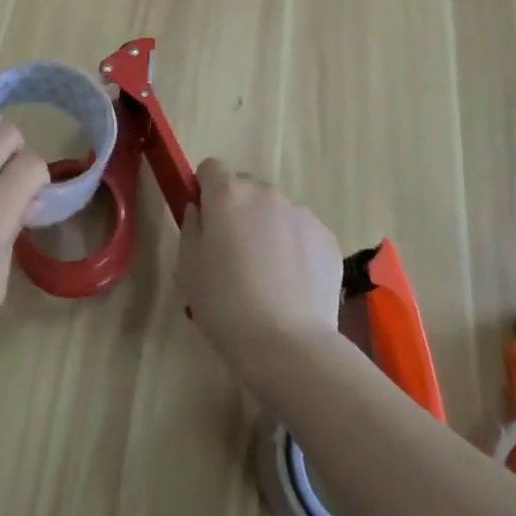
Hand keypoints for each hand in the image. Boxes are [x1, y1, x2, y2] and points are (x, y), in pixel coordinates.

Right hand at [177, 158, 343, 380]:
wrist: (290, 346)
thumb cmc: (226, 306)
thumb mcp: (188, 269)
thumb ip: (190, 228)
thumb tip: (200, 211)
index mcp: (228, 194)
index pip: (211, 168)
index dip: (205, 191)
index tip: (205, 221)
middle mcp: (266, 193)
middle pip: (245, 189)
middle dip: (238, 211)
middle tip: (234, 255)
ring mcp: (301, 213)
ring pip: (276, 212)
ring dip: (268, 229)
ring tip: (268, 277)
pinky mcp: (327, 238)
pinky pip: (302, 233)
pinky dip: (295, 248)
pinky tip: (293, 286)